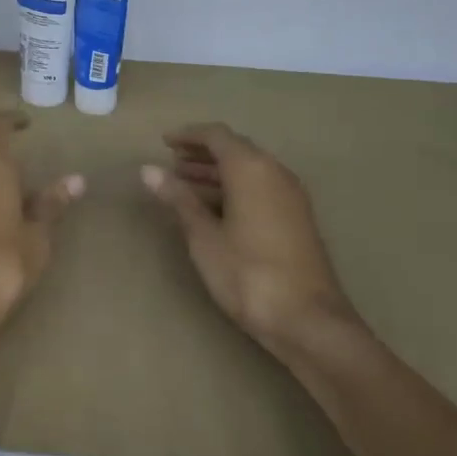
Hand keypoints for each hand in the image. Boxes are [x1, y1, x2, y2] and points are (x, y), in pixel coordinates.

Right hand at [142, 123, 358, 351]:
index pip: (217, 136)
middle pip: (236, 149)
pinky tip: (216, 209)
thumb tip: (148, 170)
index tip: (164, 142)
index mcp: (251, 169)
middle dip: (202, 153)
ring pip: (249, 170)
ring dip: (217, 172)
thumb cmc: (248, 274)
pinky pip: (261, 187)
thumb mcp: (204, 237)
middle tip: (172, 163)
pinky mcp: (297, 218)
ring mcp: (291, 196)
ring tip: (185, 184)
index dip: (189, 135)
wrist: (308, 320)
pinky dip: (235, 188)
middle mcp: (275, 172)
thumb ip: (178, 199)